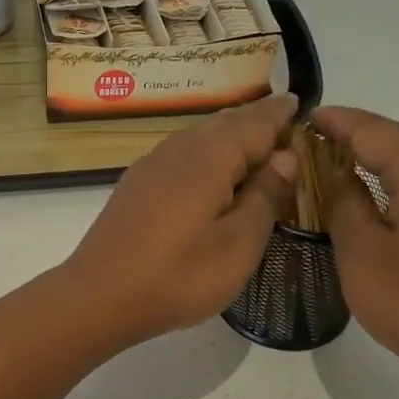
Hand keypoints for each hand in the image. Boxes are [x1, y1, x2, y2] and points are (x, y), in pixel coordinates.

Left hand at [63, 94, 297, 346]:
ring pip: (200, 136)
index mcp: (210, 157)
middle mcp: (179, 148)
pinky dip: (206, 153)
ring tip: (254, 145)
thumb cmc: (178, 276)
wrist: (99, 296)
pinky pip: (181, 153)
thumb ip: (265, 196)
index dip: (279, 114)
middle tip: (284, 123)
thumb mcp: (238, 244)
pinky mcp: (136, 184)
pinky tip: (211, 173)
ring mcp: (152, 165)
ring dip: (229, 135)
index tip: (299, 102)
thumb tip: (285, 156)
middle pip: (225, 123)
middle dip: (256, 120)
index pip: (255, 122)